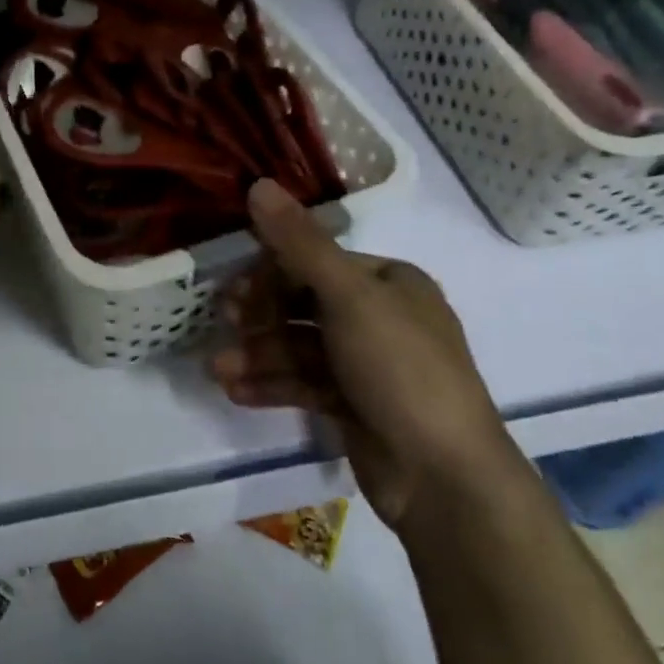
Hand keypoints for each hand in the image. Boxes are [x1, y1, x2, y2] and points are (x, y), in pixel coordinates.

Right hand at [210, 180, 519, 529]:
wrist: (444, 479)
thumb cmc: (400, 370)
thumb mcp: (349, 297)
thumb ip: (300, 243)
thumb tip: (258, 184)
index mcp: (389, 282)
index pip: (317, 261)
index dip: (272, 271)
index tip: (234, 289)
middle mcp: (380, 316)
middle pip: (304, 303)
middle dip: (260, 316)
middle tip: (223, 323)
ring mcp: (367, 364)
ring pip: (300, 346)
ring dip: (258, 355)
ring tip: (219, 370)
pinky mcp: (355, 405)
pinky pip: (305, 382)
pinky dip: (272, 385)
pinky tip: (237, 392)